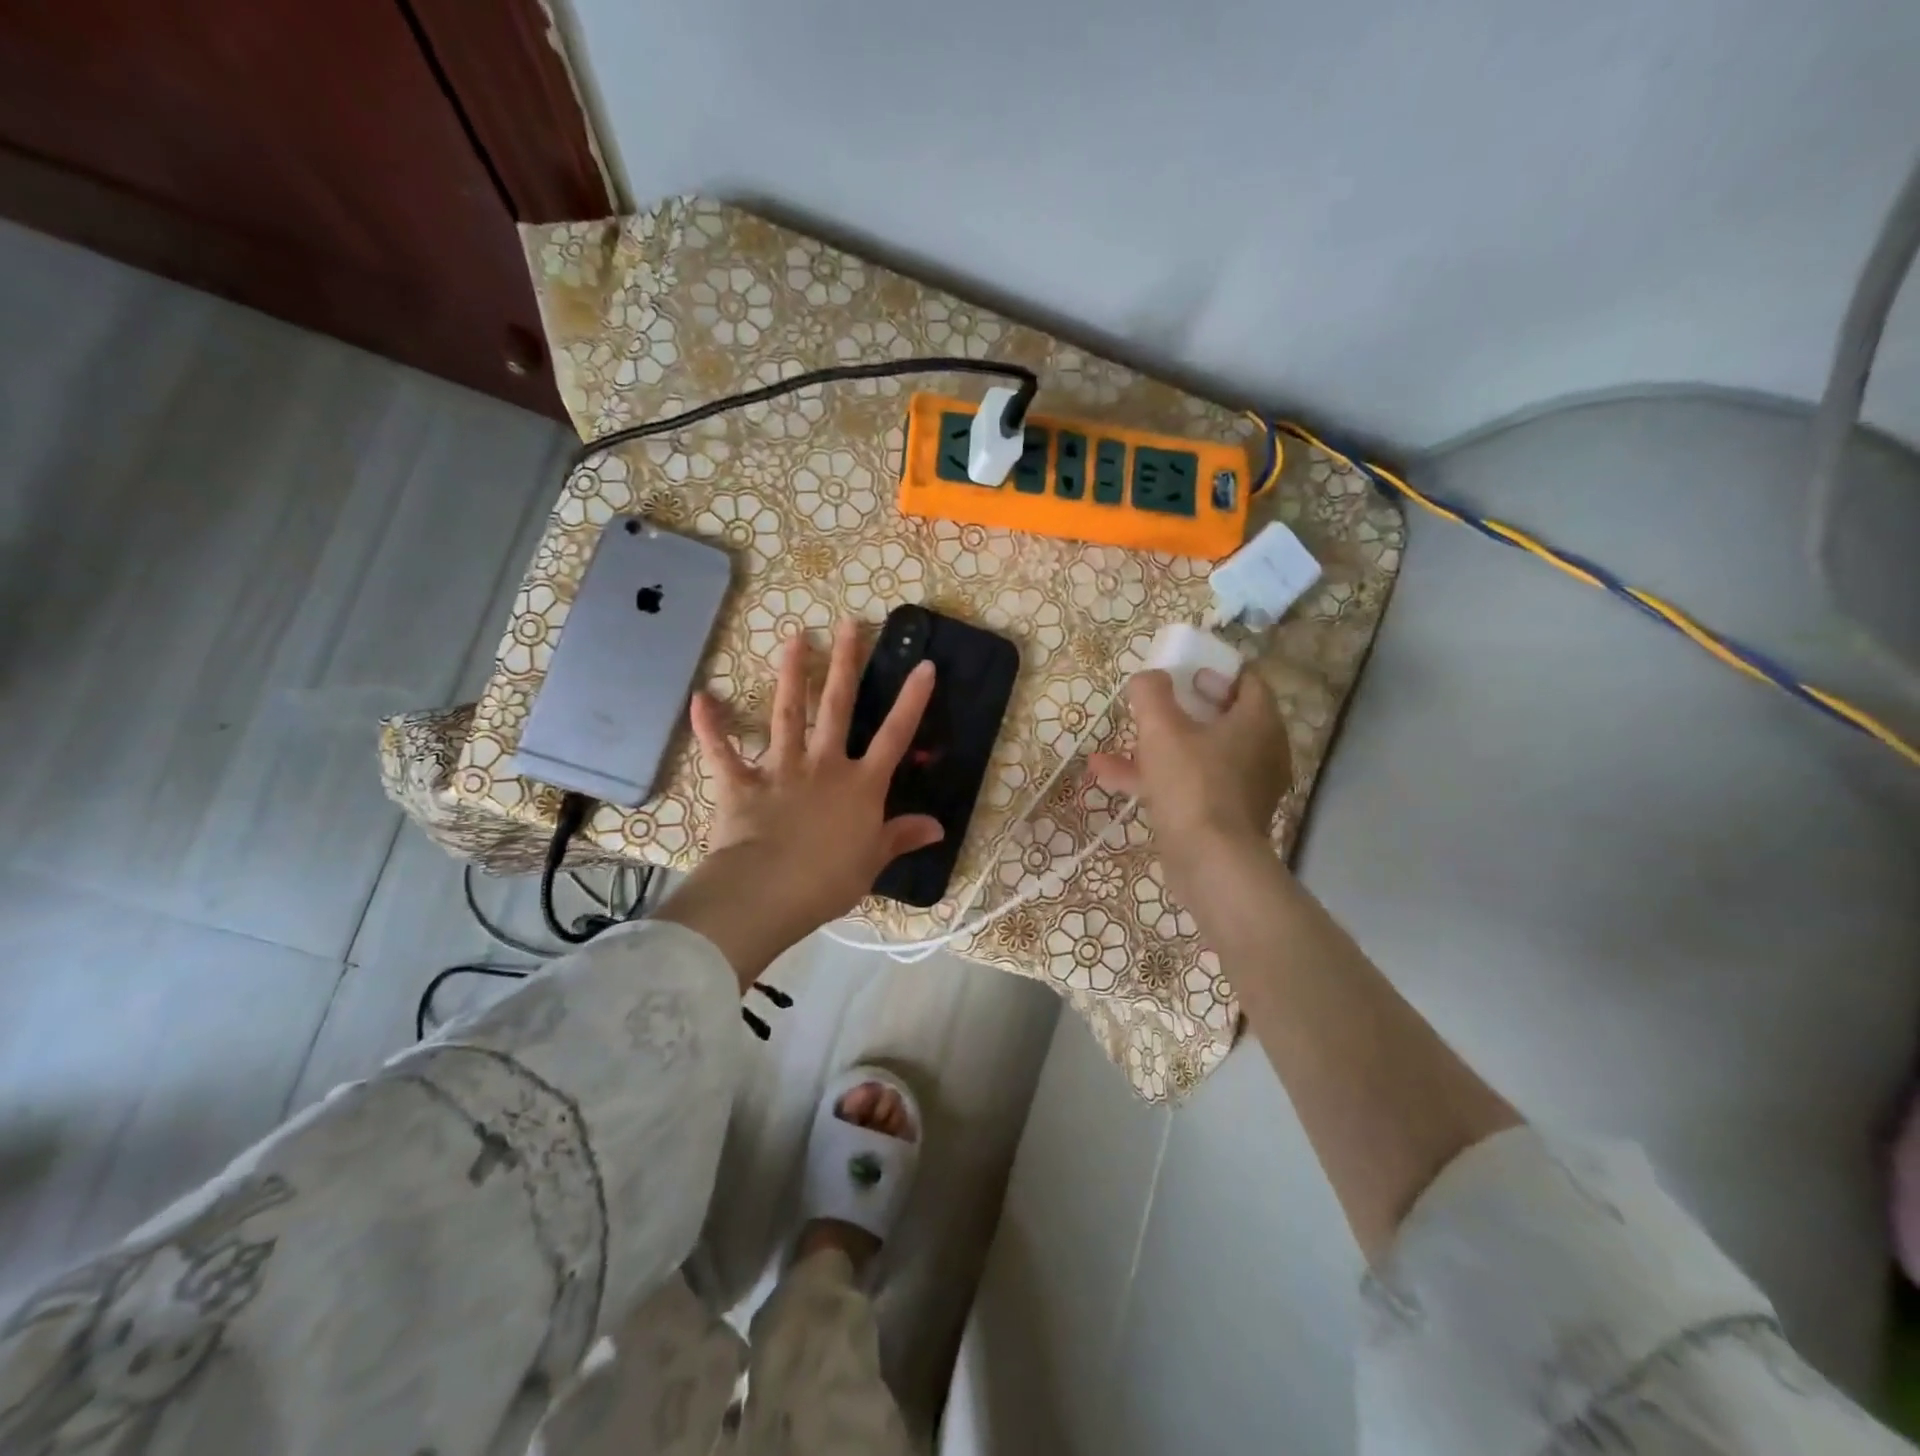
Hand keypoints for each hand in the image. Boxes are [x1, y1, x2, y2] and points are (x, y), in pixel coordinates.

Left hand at [655, 619, 942, 983]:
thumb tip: (938, 828)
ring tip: (794, 638)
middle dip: (845, 664)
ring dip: (790, 676)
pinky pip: (723, 752)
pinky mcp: (742, 784)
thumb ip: (901, 837)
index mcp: (860, 786)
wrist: (769, 892)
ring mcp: (781, 770)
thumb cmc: (829, 880)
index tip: (923, 665)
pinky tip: (700, 698)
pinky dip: (711, 727)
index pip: (894, 736)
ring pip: (787, 715)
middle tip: (849, 624)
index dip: (912, 701)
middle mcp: (824, 766)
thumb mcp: (873, 861)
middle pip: (837, 708)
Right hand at [1088, 667, 1291, 886]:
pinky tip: (1109, 776)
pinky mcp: (1224, 818)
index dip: (1215, 672)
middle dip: (1183, 710)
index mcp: (1258, 722)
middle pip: (1222, 719)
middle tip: (1155, 704)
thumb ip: (1151, 694)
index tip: (1185, 672)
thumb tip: (1148, 677)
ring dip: (1158, 746)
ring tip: (1117, 741)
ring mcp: (1243, 789)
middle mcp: (1260, 752)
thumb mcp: (1162, 729)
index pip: (1247, 682)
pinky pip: (1190, 786)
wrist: (1210, 861)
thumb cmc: (1192, 783)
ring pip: (1199, 755)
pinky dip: (1157, 778)